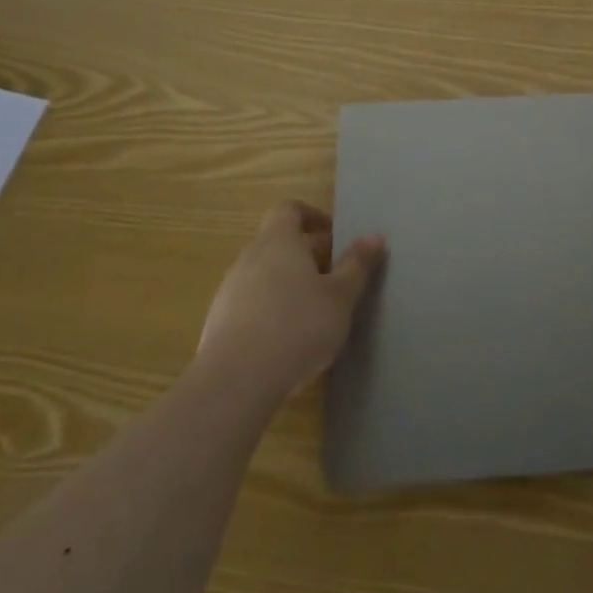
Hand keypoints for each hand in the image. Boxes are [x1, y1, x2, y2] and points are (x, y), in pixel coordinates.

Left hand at [196, 202, 385, 403]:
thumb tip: (373, 236)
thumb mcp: (340, 297)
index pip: (290, 210)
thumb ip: (357, 265)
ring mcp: (229, 290)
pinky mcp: (218, 322)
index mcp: (279, 242)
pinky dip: (270, 307)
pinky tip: (287, 337)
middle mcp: (250, 257)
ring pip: (264, 273)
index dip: (313, 217)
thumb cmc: (297, 327)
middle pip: (278, 242)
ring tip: (315, 308)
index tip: (335, 234)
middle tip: (336, 275)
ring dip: (289, 281)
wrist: (235, 382)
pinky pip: (250, 301)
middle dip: (308, 253)